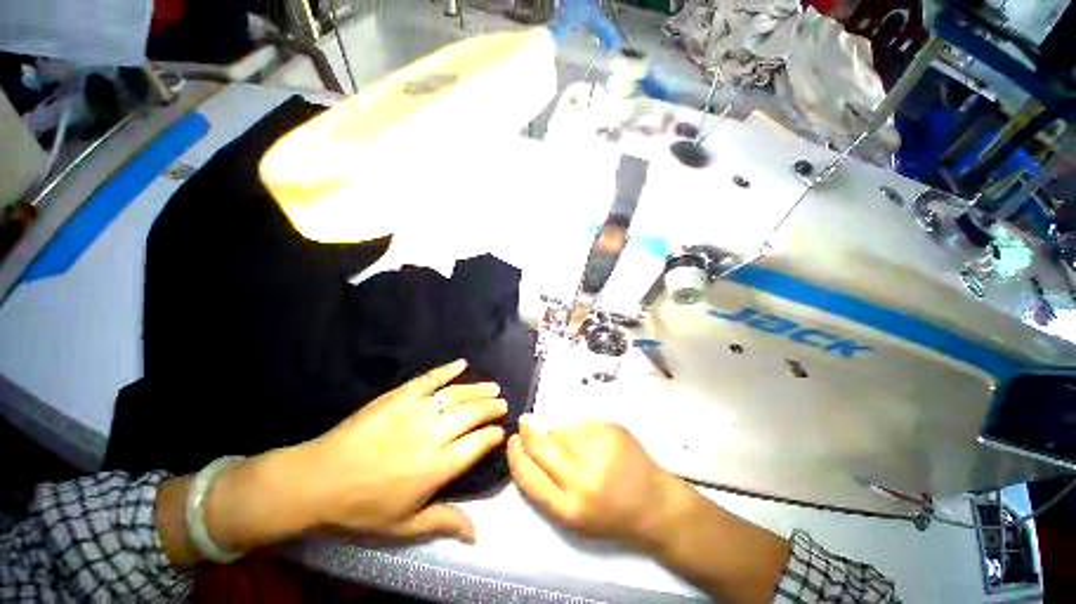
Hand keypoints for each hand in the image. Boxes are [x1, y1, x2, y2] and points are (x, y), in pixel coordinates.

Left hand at [294, 359, 507, 541]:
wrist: (317, 480)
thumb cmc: (361, 508)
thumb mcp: (403, 526)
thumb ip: (443, 521)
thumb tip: (477, 532)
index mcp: (435, 468)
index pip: (476, 446)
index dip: (492, 436)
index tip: (501, 431)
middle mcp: (431, 435)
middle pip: (471, 415)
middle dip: (491, 408)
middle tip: (502, 403)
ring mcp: (415, 412)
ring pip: (456, 396)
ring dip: (477, 390)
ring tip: (493, 387)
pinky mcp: (399, 397)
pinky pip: (429, 379)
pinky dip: (447, 370)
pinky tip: (461, 364)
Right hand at [506, 418, 694, 550]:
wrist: (655, 505)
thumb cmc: (611, 515)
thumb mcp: (574, 517)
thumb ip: (547, 486)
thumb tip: (527, 447)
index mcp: (569, 509)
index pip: (527, 476)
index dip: (515, 455)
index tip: (512, 442)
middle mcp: (582, 480)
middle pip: (540, 446)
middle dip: (527, 433)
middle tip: (524, 424)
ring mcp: (599, 451)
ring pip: (561, 430)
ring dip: (558, 433)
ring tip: (574, 445)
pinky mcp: (611, 431)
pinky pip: (581, 423)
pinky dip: (580, 430)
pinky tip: (593, 441)